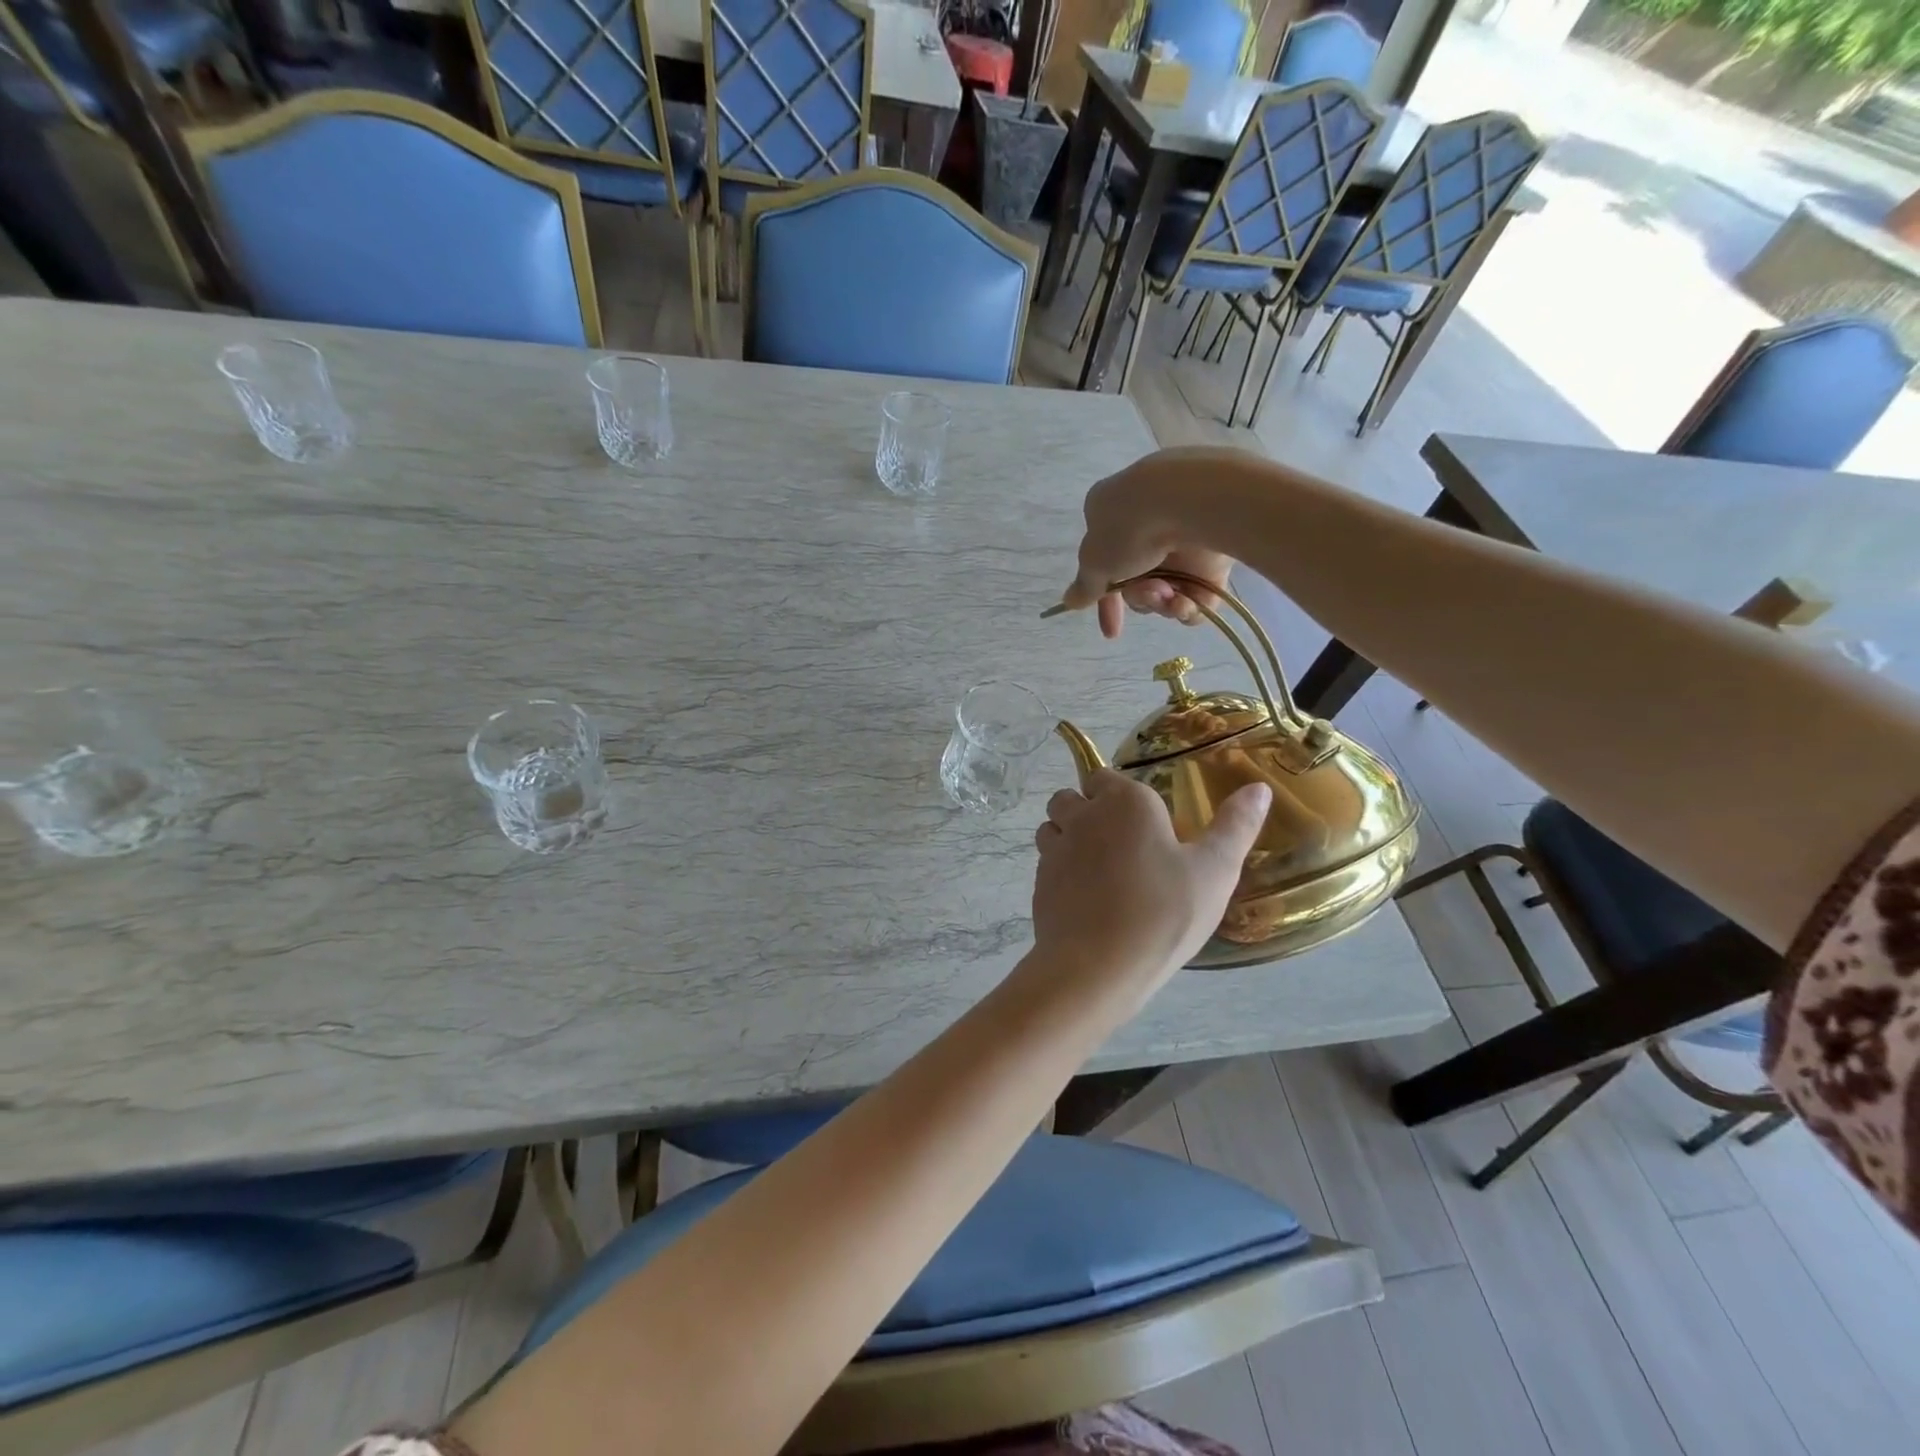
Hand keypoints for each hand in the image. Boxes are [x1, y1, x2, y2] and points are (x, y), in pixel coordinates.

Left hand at [1031, 770, 1271, 1009]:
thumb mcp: (1215, 871)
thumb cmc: (1164, 913)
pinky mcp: (1039, 882)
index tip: (1143, 823)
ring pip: (1052, 826)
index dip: (1119, 795)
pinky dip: (1061, 871)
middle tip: (1122, 847)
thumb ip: (1235, 826)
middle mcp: (1083, 815)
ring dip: (1068, 837)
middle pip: (1072, 797)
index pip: (1105, 776)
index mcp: (1125, 802)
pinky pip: (1047, 863)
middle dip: (1088, 810)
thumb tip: (1259, 788)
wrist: (1098, 966)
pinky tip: (1087, 900)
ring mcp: (1055, 848)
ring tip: (1101, 871)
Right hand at [1058, 448, 1241, 638]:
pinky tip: (1187, 600)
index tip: (1112, 631)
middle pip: (1138, 582)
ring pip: (1168, 591)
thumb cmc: (1129, 528)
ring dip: (1161, 600)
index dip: (1105, 603)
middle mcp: (1146, 527)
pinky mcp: (1215, 554)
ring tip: (1168, 591)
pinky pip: (1199, 595)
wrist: (1191, 503)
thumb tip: (1069, 601)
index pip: (1104, 567)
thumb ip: (1084, 586)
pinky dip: (1190, 604)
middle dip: (1139, 597)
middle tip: (1147, 590)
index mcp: (1112, 516)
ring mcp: (1183, 539)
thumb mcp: (1094, 560)